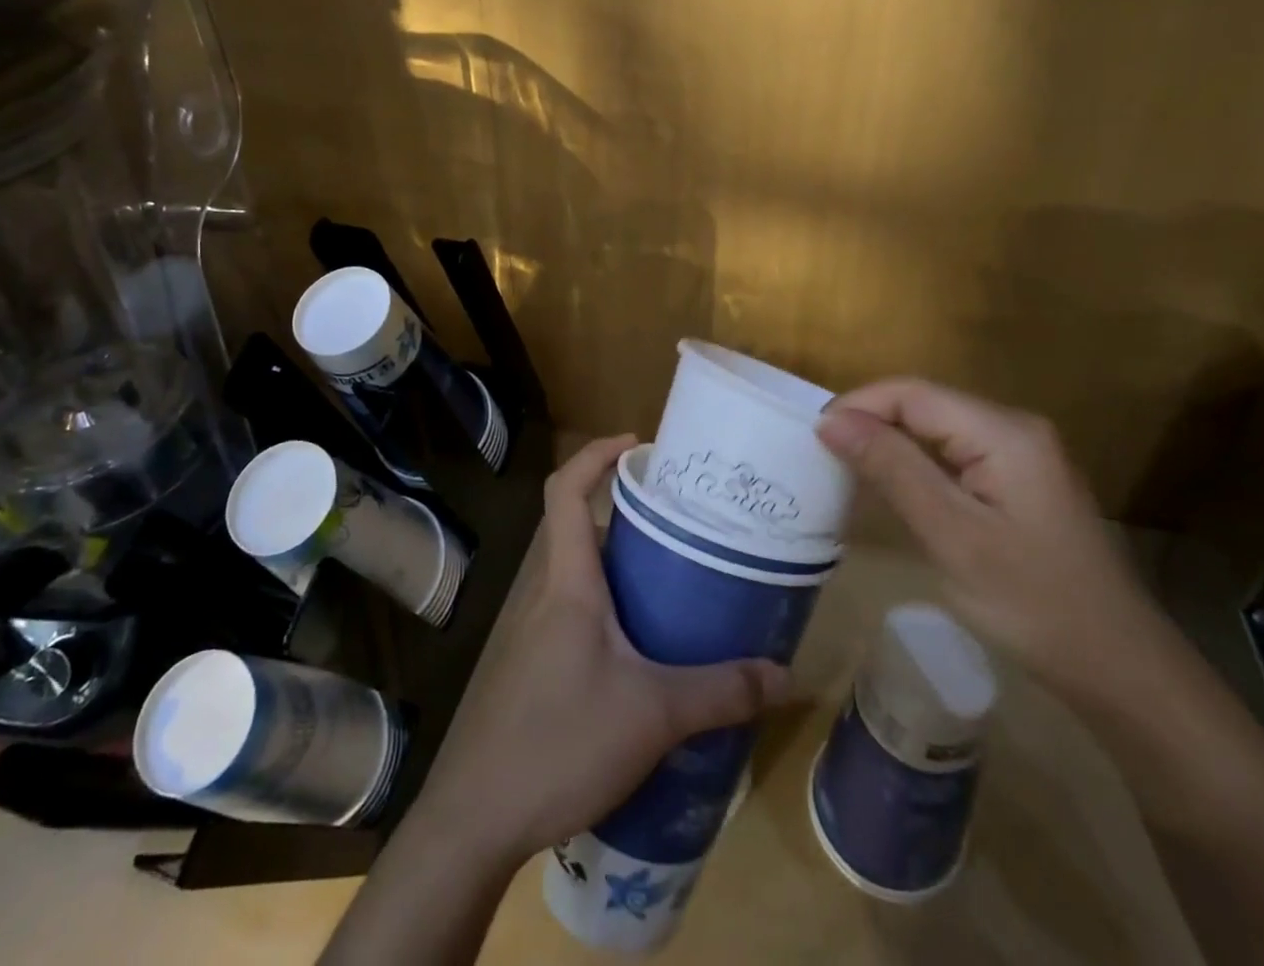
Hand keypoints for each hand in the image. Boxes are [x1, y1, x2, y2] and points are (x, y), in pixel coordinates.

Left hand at [410, 434, 789, 865]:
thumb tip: (784, 674)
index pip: (566, 490)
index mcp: (569, 581)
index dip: (595, 455)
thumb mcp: (653, 714)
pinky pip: (579, 615)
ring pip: (583, 575)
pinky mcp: (537, 666)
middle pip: (582, 528)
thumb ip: (720, 691)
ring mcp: (537, 630)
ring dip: (624, 568)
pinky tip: (649, 650)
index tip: (638, 445)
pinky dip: (614, 610)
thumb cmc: (561, 741)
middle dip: (629, 516)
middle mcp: (548, 593)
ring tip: (679, 581)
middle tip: (685, 524)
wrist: (478, 817)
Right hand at [815, 378, 1162, 702]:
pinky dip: (917, 464)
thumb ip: (891, 469)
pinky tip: (895, 489)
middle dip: (870, 423)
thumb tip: (830, 421)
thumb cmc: (1033, 603)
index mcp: (1004, 433)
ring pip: (937, 430)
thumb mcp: (951, 535)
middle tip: (824, 457)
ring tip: (847, 470)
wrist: (1122, 672)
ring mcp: (1023, 456)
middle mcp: (1016, 429)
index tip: (813, 438)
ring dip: (890, 444)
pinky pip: (955, 455)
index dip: (858, 406)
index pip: (912, 393)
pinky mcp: (1022, 483)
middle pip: (925, 405)